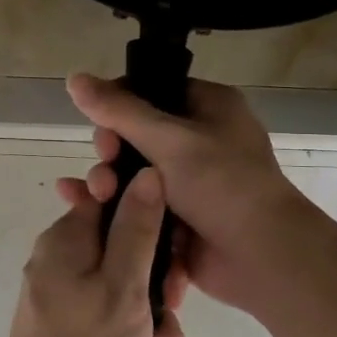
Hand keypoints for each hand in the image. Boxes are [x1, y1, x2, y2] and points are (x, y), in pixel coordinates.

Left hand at [0, 169, 187, 336]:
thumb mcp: (123, 286)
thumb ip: (138, 228)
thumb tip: (148, 172)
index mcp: (67, 240)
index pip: (116, 200)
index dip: (153, 221)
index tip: (173, 254)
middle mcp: (64, 262)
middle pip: (129, 253)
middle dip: (159, 291)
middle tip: (168, 315)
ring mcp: (69, 300)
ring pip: (131, 296)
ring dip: (153, 330)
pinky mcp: (76, 332)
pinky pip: (118, 326)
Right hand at [67, 73, 314, 312]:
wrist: (263, 258)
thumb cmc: (223, 185)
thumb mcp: (169, 140)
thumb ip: (118, 110)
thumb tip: (74, 77)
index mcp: (208, 108)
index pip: (151, 91)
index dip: (118, 104)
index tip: (99, 124)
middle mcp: (199, 140)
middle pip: (136, 134)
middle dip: (111, 150)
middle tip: (106, 165)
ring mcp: (189, 182)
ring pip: (133, 173)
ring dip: (108, 181)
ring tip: (97, 195)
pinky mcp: (178, 217)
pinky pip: (138, 204)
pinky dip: (115, 206)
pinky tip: (81, 207)